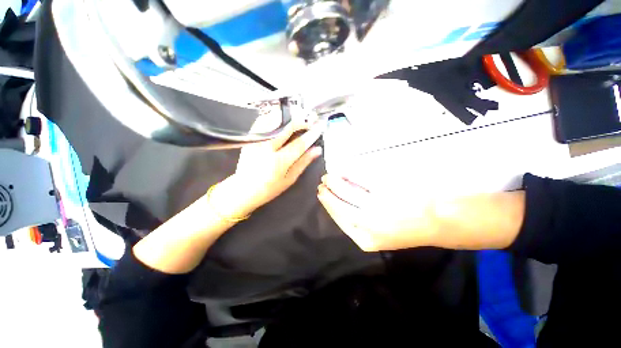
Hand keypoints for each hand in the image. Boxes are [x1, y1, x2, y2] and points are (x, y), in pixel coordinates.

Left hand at [212, 109, 324, 219]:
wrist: (243, 189)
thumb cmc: (269, 188)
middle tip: (309, 123)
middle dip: (301, 122)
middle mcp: (266, 148)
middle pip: (286, 127)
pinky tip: (281, 122)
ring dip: (288, 119)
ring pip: (274, 120)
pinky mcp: (250, 139)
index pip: (299, 144)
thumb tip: (316, 150)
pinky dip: (273, 118)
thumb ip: (303, 162)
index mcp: (278, 162)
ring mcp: (256, 141)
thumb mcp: (290, 179)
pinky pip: (262, 122)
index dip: (311, 135)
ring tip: (297, 122)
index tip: (319, 128)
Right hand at [318, 175, 525, 251]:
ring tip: (329, 175)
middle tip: (322, 182)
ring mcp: (377, 206)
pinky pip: (360, 178)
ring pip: (346, 190)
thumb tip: (338, 201)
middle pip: (339, 205)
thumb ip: (357, 221)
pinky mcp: (386, 189)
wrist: (442, 221)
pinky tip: (343, 169)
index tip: (321, 193)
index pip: (338, 218)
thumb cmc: (409, 228)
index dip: (328, 204)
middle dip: (328, 192)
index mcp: (365, 238)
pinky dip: (349, 173)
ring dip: (335, 181)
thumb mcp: (379, 234)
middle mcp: (368, 224)